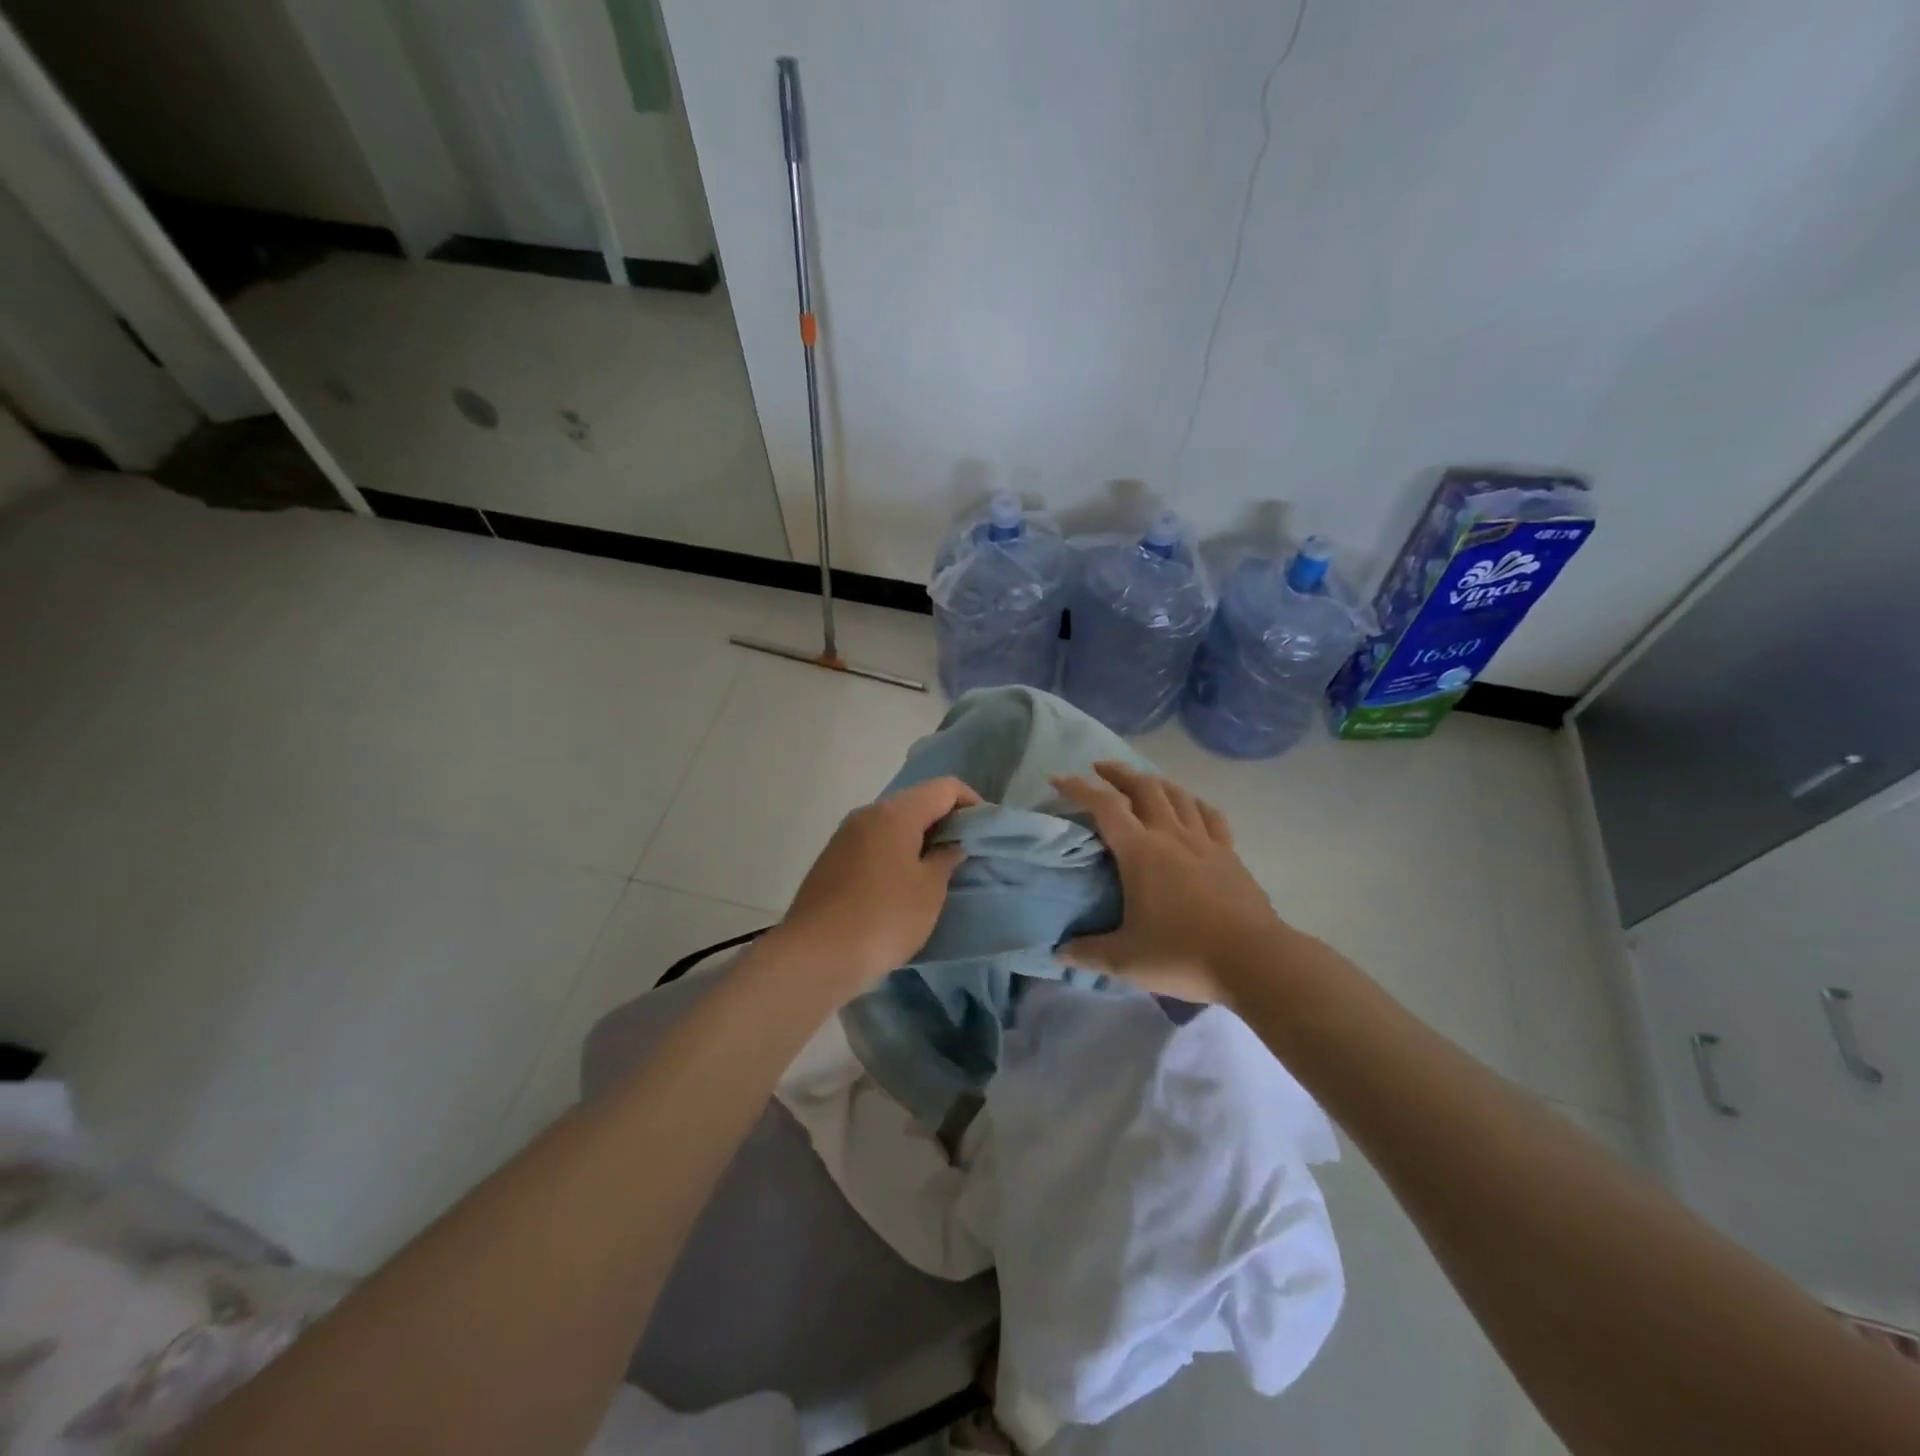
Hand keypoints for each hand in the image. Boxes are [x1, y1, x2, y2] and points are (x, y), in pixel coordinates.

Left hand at [770, 775, 981, 997]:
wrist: (816, 955)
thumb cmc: (884, 917)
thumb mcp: (929, 890)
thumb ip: (946, 859)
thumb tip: (950, 845)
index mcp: (895, 813)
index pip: (944, 787)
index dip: (971, 802)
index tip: (985, 830)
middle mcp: (867, 814)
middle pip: (916, 802)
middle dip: (945, 820)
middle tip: (965, 851)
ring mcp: (845, 836)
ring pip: (893, 824)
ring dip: (919, 838)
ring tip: (937, 870)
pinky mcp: (831, 859)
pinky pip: (873, 843)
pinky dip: (895, 852)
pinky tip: (903, 884)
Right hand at [1051, 761, 1289, 1004]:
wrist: (1254, 960)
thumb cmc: (1183, 954)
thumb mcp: (1125, 960)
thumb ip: (1087, 952)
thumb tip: (1058, 953)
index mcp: (1140, 851)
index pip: (1104, 806)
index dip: (1078, 788)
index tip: (1058, 778)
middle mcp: (1171, 835)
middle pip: (1143, 787)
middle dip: (1118, 773)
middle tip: (1100, 770)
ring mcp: (1204, 841)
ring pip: (1177, 795)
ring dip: (1154, 782)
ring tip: (1141, 783)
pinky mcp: (1230, 854)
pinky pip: (1209, 815)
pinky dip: (1193, 803)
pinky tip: (1190, 806)